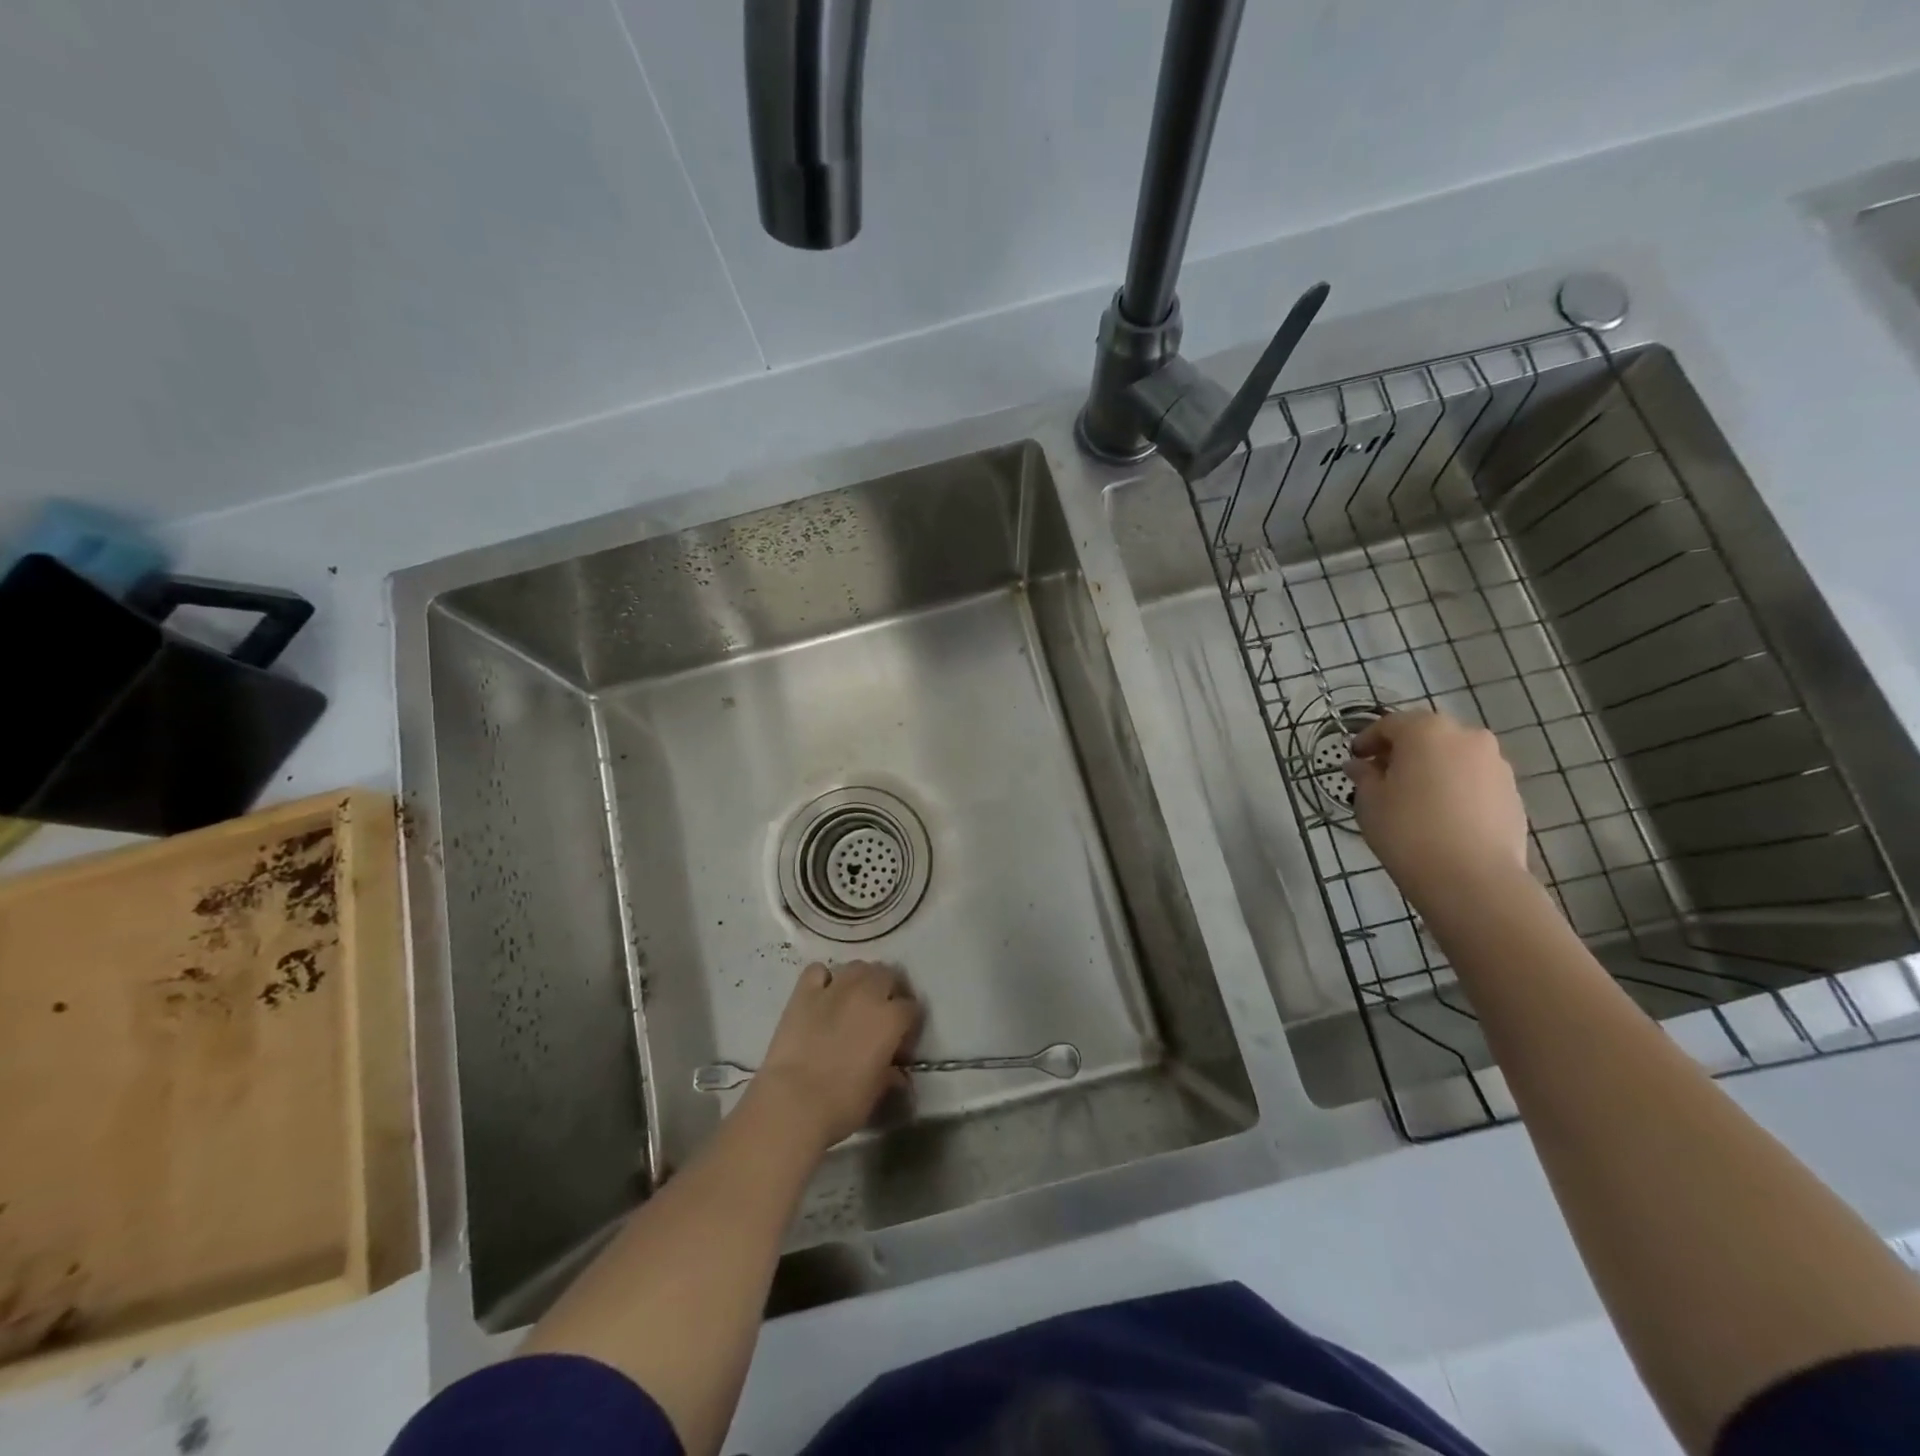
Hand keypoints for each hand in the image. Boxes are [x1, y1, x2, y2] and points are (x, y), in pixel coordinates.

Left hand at [751, 961, 920, 1149]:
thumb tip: (897, 1074)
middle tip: (881, 1012)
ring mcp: (835, 988)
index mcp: (892, 1019)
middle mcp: (868, 993)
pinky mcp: (804, 991)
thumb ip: (890, 1076)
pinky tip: (822, 995)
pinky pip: (818, 971)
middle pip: (888, 975)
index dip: (909, 1023)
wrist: (793, 1102)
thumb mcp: (876, 1093)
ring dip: (861, 979)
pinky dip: (823, 979)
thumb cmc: (842, 1104)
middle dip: (889, 990)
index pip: (912, 1008)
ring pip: (857, 966)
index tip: (901, 1041)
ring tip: (855, 998)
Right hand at [1345, 710, 1529, 907]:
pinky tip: (1441, 815)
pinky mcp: (1512, 792)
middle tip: (1382, 776)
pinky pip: (1474, 780)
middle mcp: (1466, 737)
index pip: (1389, 724)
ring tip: (1414, 798)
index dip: (1367, 740)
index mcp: (1426, 730)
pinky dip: (1455, 787)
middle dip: (1403, 751)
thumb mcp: (1370, 801)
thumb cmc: (1407, 830)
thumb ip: (1364, 776)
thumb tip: (1360, 765)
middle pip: (1426, 735)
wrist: (1472, 878)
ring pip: (1453, 757)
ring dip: (1432, 768)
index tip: (1354, 759)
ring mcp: (1496, 764)